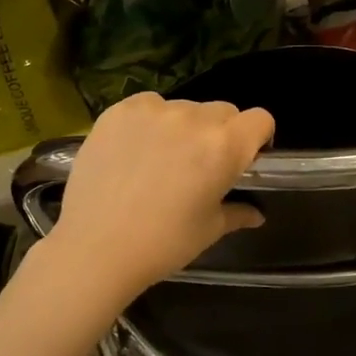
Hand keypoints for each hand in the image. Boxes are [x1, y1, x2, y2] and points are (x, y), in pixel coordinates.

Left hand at [43, 92, 273, 299]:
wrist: (94, 249)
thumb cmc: (163, 244)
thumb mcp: (208, 230)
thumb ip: (237, 212)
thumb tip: (257, 215)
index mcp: (225, 146)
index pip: (260, 119)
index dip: (257, 137)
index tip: (244, 158)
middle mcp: (194, 118)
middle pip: (223, 111)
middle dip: (221, 133)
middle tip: (200, 164)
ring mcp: (154, 111)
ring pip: (185, 108)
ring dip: (184, 127)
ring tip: (161, 159)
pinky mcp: (120, 111)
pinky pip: (148, 105)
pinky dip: (149, 121)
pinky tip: (135, 150)